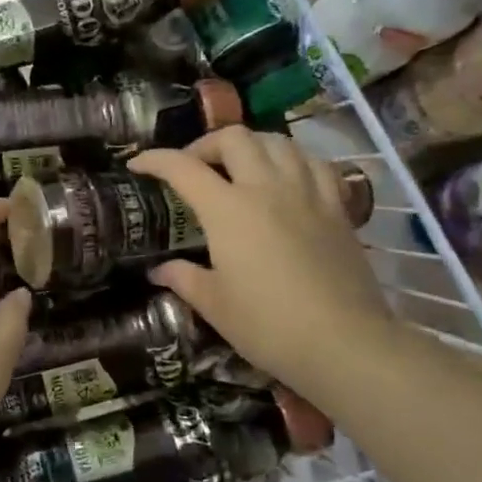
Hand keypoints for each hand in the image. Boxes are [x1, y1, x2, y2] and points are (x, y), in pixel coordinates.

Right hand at [128, 129, 393, 394]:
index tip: (138, 165)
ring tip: (241, 166)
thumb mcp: (214, 305)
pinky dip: (295, 160)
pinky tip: (289, 177)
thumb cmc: (268, 326)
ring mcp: (307, 193)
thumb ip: (183, 279)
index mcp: (228, 210)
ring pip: (278, 141)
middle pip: (234, 138)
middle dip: (206, 144)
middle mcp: (266, 188)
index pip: (183, 168)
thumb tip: (158, 271)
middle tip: (195, 167)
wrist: (344, 343)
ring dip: (252, 145)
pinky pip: (316, 164)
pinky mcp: (338, 207)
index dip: (155, 160)